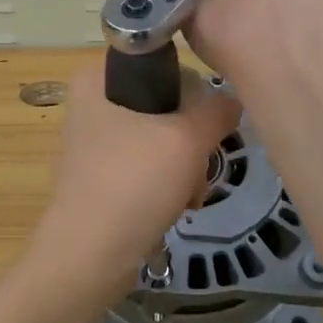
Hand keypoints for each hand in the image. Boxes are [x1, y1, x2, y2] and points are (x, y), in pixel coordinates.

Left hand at [24, 63, 240, 312]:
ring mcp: (94, 143)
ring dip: (186, 168)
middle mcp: (91, 103)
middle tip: (198, 166)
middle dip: (192, 142)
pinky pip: (148, 167)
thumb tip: (232, 101)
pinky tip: (178, 207)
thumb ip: (217, 111)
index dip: (192, 94)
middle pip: (167, 106)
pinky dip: (168, 185)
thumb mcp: (187, 139)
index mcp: (97, 78)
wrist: (90, 256)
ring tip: (189, 194)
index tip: (204, 125)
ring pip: (162, 140)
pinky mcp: (101, 177)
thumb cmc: (134, 182)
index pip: (164, 65)